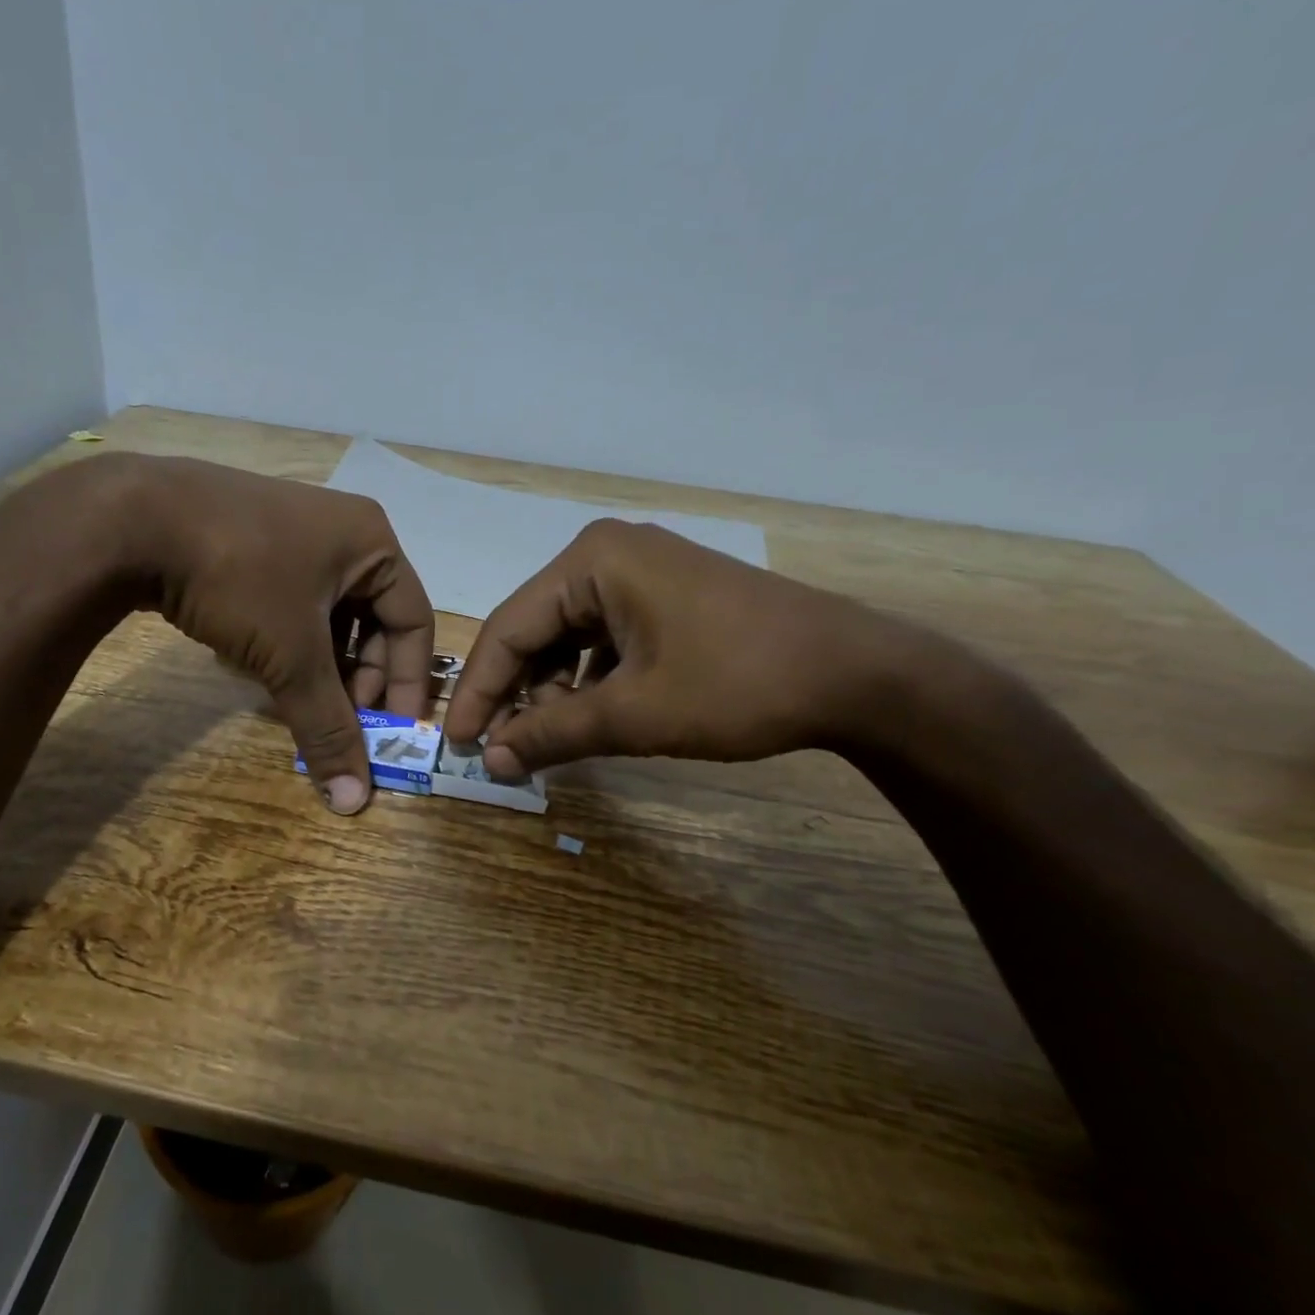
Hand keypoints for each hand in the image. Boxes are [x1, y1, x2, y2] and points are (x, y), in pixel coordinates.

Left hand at [100, 454, 433, 812]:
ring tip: (293, 700)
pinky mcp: (250, 542)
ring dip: (316, 665)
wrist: (131, 518)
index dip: (408, 682)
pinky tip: (250, 664)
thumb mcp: (291, 657)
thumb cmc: (241, 577)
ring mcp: (292, 532)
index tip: (392, 732)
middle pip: (371, 620)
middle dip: (355, 678)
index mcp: (372, 543)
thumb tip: (354, 799)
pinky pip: (288, 602)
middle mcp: (341, 531)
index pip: (415, 622)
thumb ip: (327, 726)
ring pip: (325, 615)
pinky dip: (282, 640)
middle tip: (339, 722)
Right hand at [443, 519, 893, 778]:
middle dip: (517, 691)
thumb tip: (491, 761)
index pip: (509, 627)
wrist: (858, 675)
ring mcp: (641, 571)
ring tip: (549, 738)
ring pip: (568, 634)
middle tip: (501, 747)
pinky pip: (603, 636)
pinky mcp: (666, 596)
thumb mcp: (634, 715)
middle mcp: (608, 553)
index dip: (479, 689)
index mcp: (591, 560)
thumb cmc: (737, 684)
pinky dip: (588, 678)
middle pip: (536, 628)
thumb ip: (553, 733)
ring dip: (552, 689)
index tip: (457, 740)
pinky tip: (589, 714)